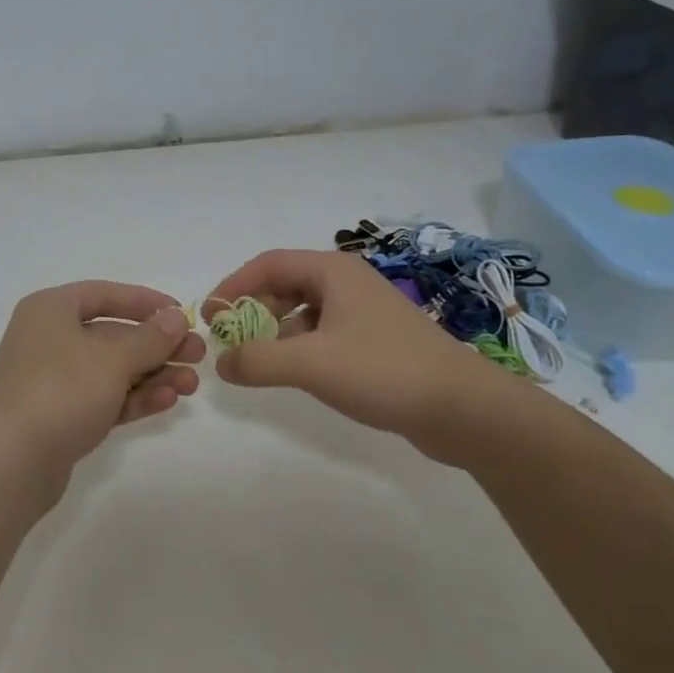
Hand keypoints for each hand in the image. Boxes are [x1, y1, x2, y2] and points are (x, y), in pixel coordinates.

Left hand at [0, 281, 204, 473]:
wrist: (13, 462)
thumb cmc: (62, 391)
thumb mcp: (112, 359)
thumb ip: (150, 337)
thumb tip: (176, 317)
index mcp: (50, 310)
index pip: (104, 294)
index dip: (145, 302)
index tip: (182, 314)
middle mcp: (48, 339)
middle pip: (111, 335)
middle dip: (157, 346)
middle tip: (198, 356)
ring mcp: (52, 380)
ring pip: (110, 370)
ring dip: (152, 375)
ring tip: (191, 385)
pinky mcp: (59, 416)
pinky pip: (102, 398)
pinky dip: (133, 398)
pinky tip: (167, 401)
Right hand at [206, 249, 520, 465]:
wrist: (463, 409)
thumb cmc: (384, 371)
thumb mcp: (311, 364)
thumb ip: (257, 361)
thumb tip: (222, 363)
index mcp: (333, 272)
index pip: (269, 263)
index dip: (233, 286)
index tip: (210, 316)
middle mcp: (347, 284)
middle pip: (284, 284)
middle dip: (252, 309)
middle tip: (228, 340)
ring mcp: (363, 313)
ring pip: (303, 312)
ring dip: (273, 331)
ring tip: (254, 360)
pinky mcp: (374, 342)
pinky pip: (322, 334)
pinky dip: (298, 348)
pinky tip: (293, 373)